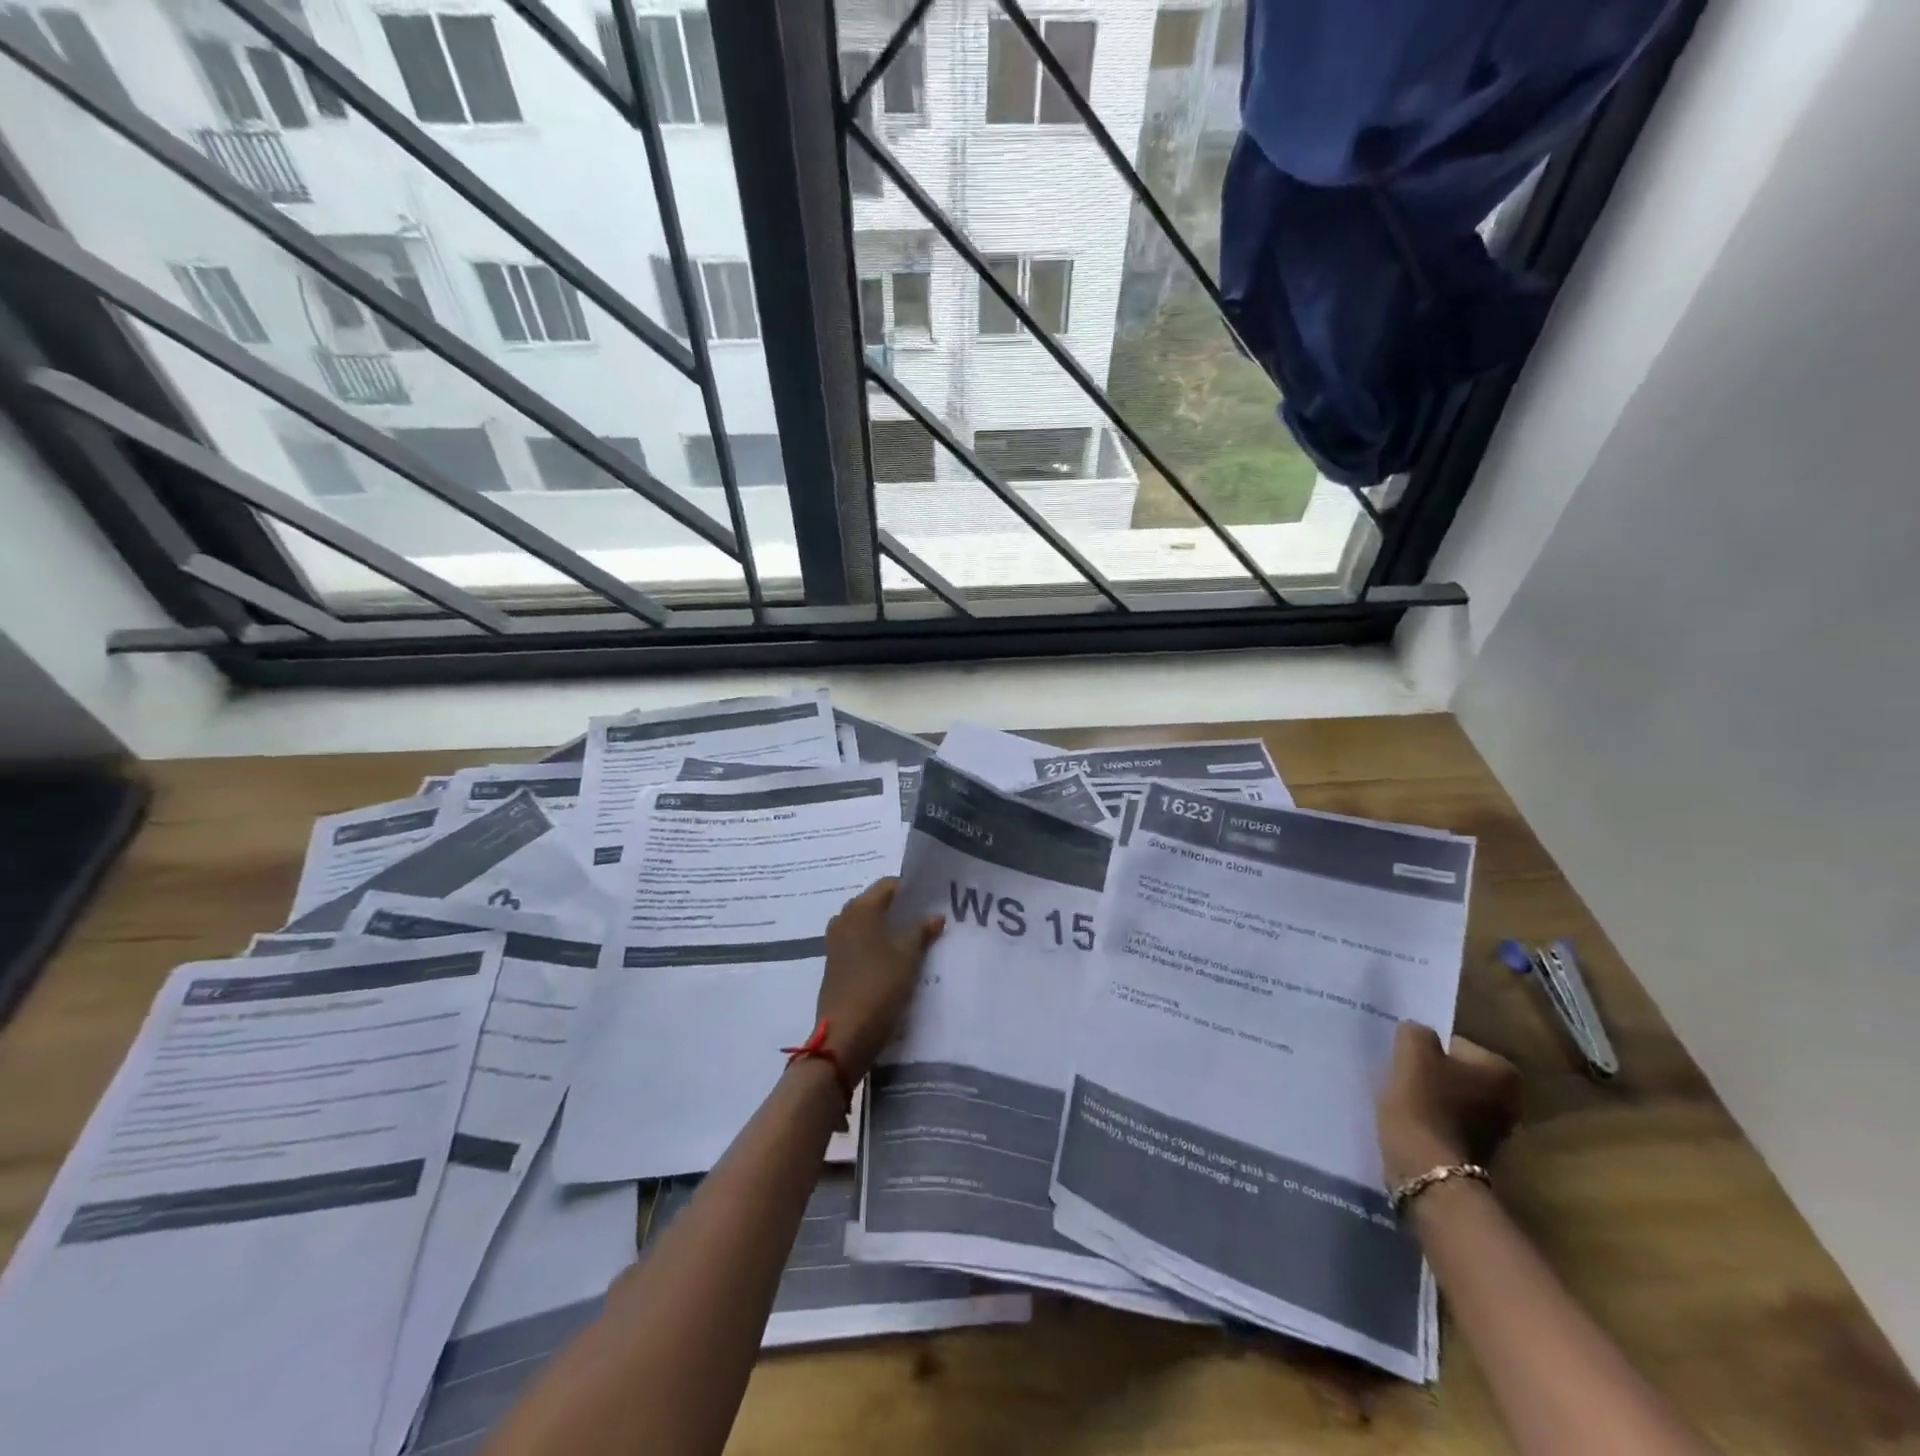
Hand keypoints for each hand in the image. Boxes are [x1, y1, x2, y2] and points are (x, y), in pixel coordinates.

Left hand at [816, 879, 943, 1081]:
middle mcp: (843, 918)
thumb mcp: (908, 956)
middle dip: (901, 910)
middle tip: (928, 920)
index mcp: (860, 909)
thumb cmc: (879, 985)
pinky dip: (878, 945)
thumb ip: (922, 930)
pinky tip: (897, 959)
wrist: (845, 1034)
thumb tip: (935, 915)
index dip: (912, 889)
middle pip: (877, 903)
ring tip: (916, 940)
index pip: (889, 885)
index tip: (933, 900)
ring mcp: (836, 942)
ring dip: (890, 929)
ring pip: (869, 925)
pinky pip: (861, 943)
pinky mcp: (835, 963)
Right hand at [1377, 1023, 1521, 1188]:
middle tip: (1402, 1075)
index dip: (1425, 1048)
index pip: (1455, 1044)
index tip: (1405, 1058)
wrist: (1427, 1171)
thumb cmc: (1423, 1103)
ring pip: (1451, 1099)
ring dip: (1429, 1097)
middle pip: (1457, 1073)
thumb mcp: (1412, 1051)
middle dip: (1431, 1073)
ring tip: (1401, 1100)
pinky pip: (1448, 1123)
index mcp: (1503, 1072)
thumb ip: (1416, 1031)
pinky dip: (1430, 1120)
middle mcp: (1511, 1101)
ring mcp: (1497, 1132)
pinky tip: (1410, 1122)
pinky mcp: (1476, 1154)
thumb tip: (1418, 1033)